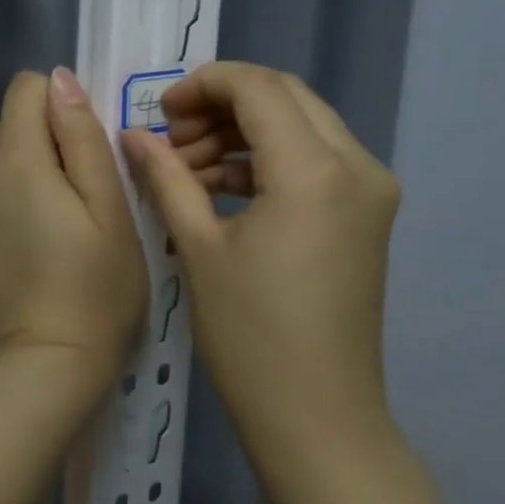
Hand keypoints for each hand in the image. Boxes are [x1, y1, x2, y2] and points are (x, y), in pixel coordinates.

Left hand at [0, 69, 148, 383]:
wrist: (48, 362)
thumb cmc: (97, 285)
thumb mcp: (109, 206)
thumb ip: (82, 134)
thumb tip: (59, 79)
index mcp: (15, 159)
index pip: (25, 89)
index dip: (59, 108)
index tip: (82, 152)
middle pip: (9, 128)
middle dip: (42, 147)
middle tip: (75, 202)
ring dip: (19, 179)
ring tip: (49, 231)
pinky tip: (21, 250)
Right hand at [120, 62, 400, 454]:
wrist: (317, 418)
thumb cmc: (250, 336)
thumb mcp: (197, 248)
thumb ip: (166, 176)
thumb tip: (134, 134)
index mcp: (314, 170)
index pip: (258, 87)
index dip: (202, 85)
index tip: (159, 112)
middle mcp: (357, 165)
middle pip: (284, 97)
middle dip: (221, 104)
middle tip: (170, 137)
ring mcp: (370, 190)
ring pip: (300, 125)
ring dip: (242, 133)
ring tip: (186, 167)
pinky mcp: (366, 215)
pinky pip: (314, 161)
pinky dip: (266, 160)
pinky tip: (218, 187)